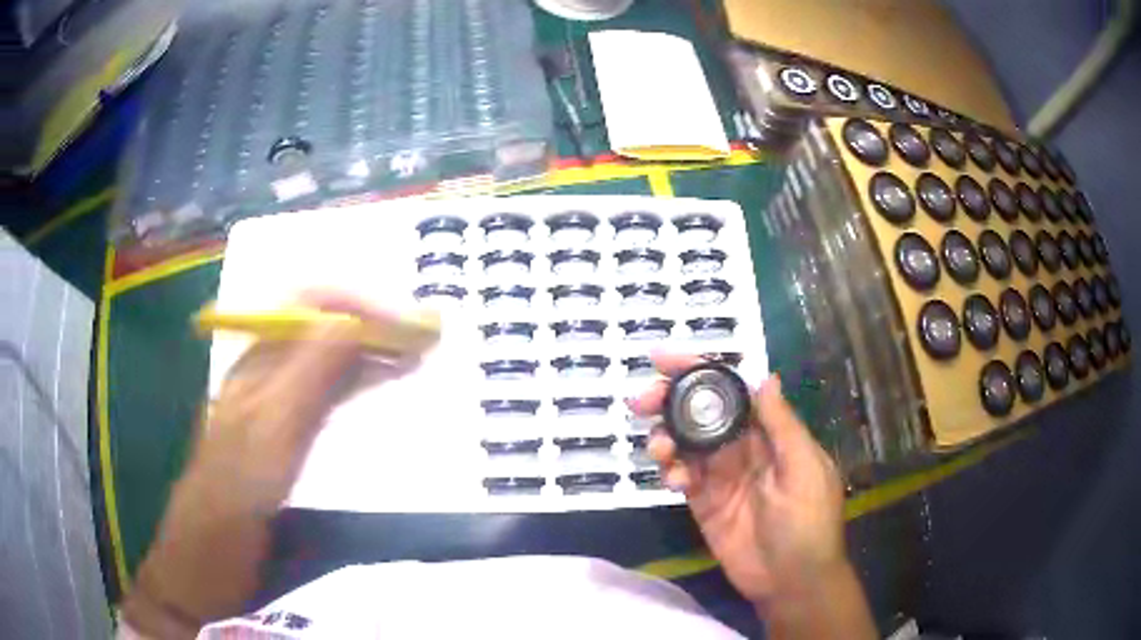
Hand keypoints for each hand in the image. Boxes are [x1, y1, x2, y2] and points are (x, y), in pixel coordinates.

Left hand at [124, 291, 415, 636]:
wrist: (204, 560)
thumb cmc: (231, 503)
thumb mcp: (268, 441)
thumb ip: (305, 381)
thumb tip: (350, 323)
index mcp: (255, 367)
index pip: (310, 306)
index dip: (359, 307)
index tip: (407, 328)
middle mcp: (262, 376)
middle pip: (320, 329)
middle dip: (370, 327)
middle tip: (420, 342)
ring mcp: (269, 406)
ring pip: (323, 361)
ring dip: (366, 353)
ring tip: (410, 361)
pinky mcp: (278, 436)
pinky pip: (321, 393)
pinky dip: (353, 384)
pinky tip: (372, 391)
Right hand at [629, 354, 857, 611]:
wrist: (791, 581)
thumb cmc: (808, 523)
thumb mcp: (804, 470)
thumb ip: (782, 426)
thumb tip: (766, 376)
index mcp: (769, 433)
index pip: (732, 391)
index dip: (701, 370)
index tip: (664, 359)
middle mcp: (742, 448)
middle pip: (700, 412)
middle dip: (670, 400)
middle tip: (643, 401)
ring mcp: (720, 476)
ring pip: (685, 443)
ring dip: (665, 437)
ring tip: (660, 448)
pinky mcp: (703, 503)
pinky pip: (680, 477)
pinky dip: (671, 472)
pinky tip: (676, 482)